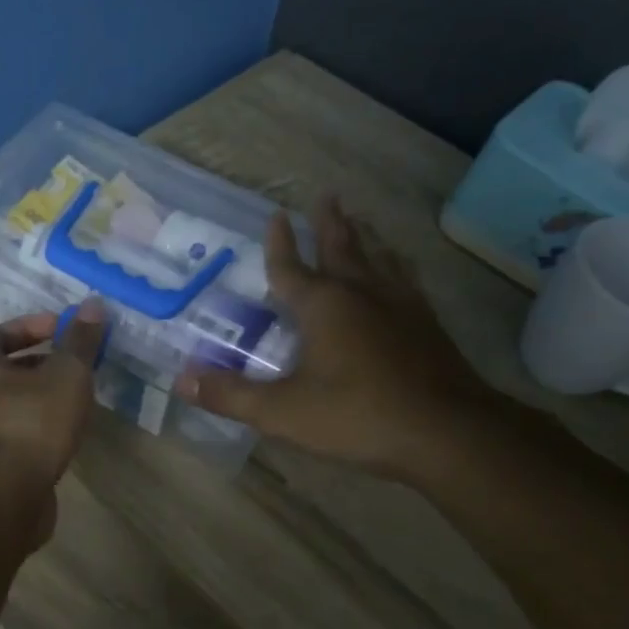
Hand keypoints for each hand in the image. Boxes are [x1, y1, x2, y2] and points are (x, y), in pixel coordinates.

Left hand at [0, 302, 107, 546]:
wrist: (2, 500)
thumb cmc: (31, 424)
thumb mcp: (65, 375)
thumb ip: (80, 341)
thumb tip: (95, 304)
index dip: (32, 326)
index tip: (65, 331)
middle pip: (4, 366)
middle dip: (42, 362)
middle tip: (76, 364)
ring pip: (11, 401)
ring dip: (42, 396)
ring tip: (78, 398)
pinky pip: (15, 431)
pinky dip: (38, 425)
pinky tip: (66, 432)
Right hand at [174, 197, 501, 482]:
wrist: (447, 433)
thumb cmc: (357, 416)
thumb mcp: (283, 412)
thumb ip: (231, 395)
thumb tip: (182, 381)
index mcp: (323, 306)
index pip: (291, 267)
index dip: (279, 243)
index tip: (276, 214)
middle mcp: (362, 294)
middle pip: (341, 248)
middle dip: (329, 223)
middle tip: (326, 195)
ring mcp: (400, 306)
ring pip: (378, 259)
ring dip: (365, 238)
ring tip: (363, 222)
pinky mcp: (427, 325)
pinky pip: (406, 281)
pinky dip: (397, 267)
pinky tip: (402, 271)